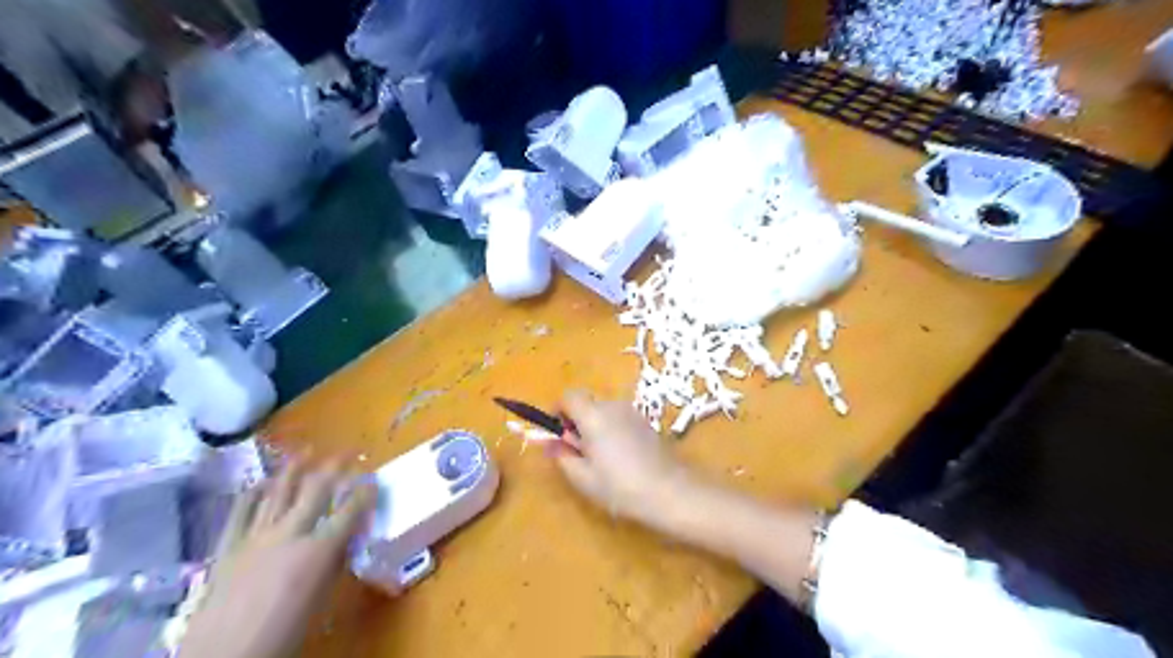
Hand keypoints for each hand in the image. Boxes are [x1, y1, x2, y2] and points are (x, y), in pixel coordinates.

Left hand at [177, 463, 375, 657]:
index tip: (374, 479)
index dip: (365, 492)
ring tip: (306, 450)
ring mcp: (255, 537)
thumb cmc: (284, 635)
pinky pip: (240, 512)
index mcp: (318, 550)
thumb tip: (345, 539)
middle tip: (347, 451)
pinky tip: (261, 481)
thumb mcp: (321, 600)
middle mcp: (289, 534)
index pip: (350, 510)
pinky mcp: (227, 547)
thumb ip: (333, 564)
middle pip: (316, 489)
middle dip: (335, 466)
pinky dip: (252, 493)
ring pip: (278, 492)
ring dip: (295, 468)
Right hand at [557, 390, 689, 523]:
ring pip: (604, 411)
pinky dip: (612, 430)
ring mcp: (632, 412)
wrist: (668, 491)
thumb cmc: (620, 487)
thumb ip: (562, 456)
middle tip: (577, 451)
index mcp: (593, 416)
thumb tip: (549, 443)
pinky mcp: (645, 422)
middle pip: (587, 402)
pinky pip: (619, 418)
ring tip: (599, 458)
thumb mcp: (583, 478)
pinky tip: (620, 457)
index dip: (558, 410)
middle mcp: (612, 406)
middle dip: (576, 421)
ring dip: (595, 426)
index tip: (557, 433)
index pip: (568, 396)